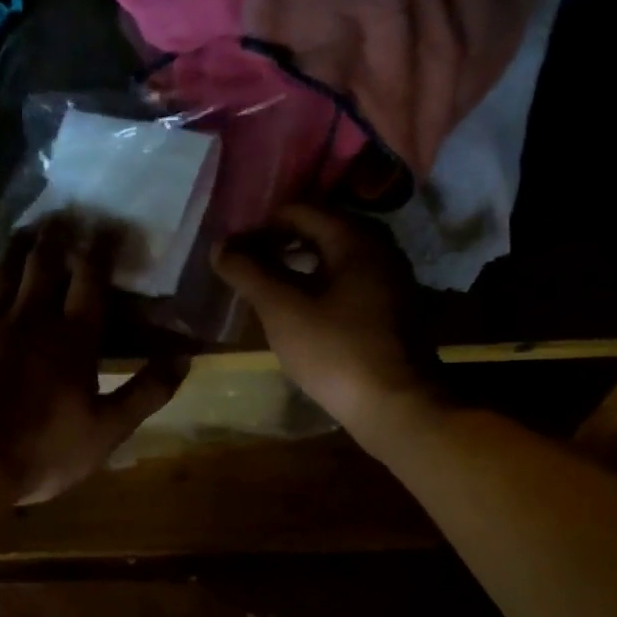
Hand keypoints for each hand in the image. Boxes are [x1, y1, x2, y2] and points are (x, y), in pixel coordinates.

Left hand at [0, 221, 186, 504]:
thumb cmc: (43, 451)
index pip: (91, 282)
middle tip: (61, 214)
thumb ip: (147, 391)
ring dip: (12, 249)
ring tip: (22, 227)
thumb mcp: (108, 430)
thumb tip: (184, 357)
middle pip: (43, 267)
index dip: (100, 251)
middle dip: (55, 238)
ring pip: (1, 275)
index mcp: (72, 339)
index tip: (107, 225)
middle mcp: (30, 320)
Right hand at [212, 203, 439, 441]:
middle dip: (278, 244)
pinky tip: (299, 310)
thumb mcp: (282, 310)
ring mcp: (390, 278)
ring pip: (334, 257)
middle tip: (245, 267)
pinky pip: (348, 281)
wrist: (397, 406)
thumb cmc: (336, 351)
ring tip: (265, 288)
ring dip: (297, 266)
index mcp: (355, 237)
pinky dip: (319, 285)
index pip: (298, 210)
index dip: (260, 227)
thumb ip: (248, 272)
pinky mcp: (392, 308)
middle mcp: (379, 247)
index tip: (233, 251)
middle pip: (319, 229)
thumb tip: (220, 246)